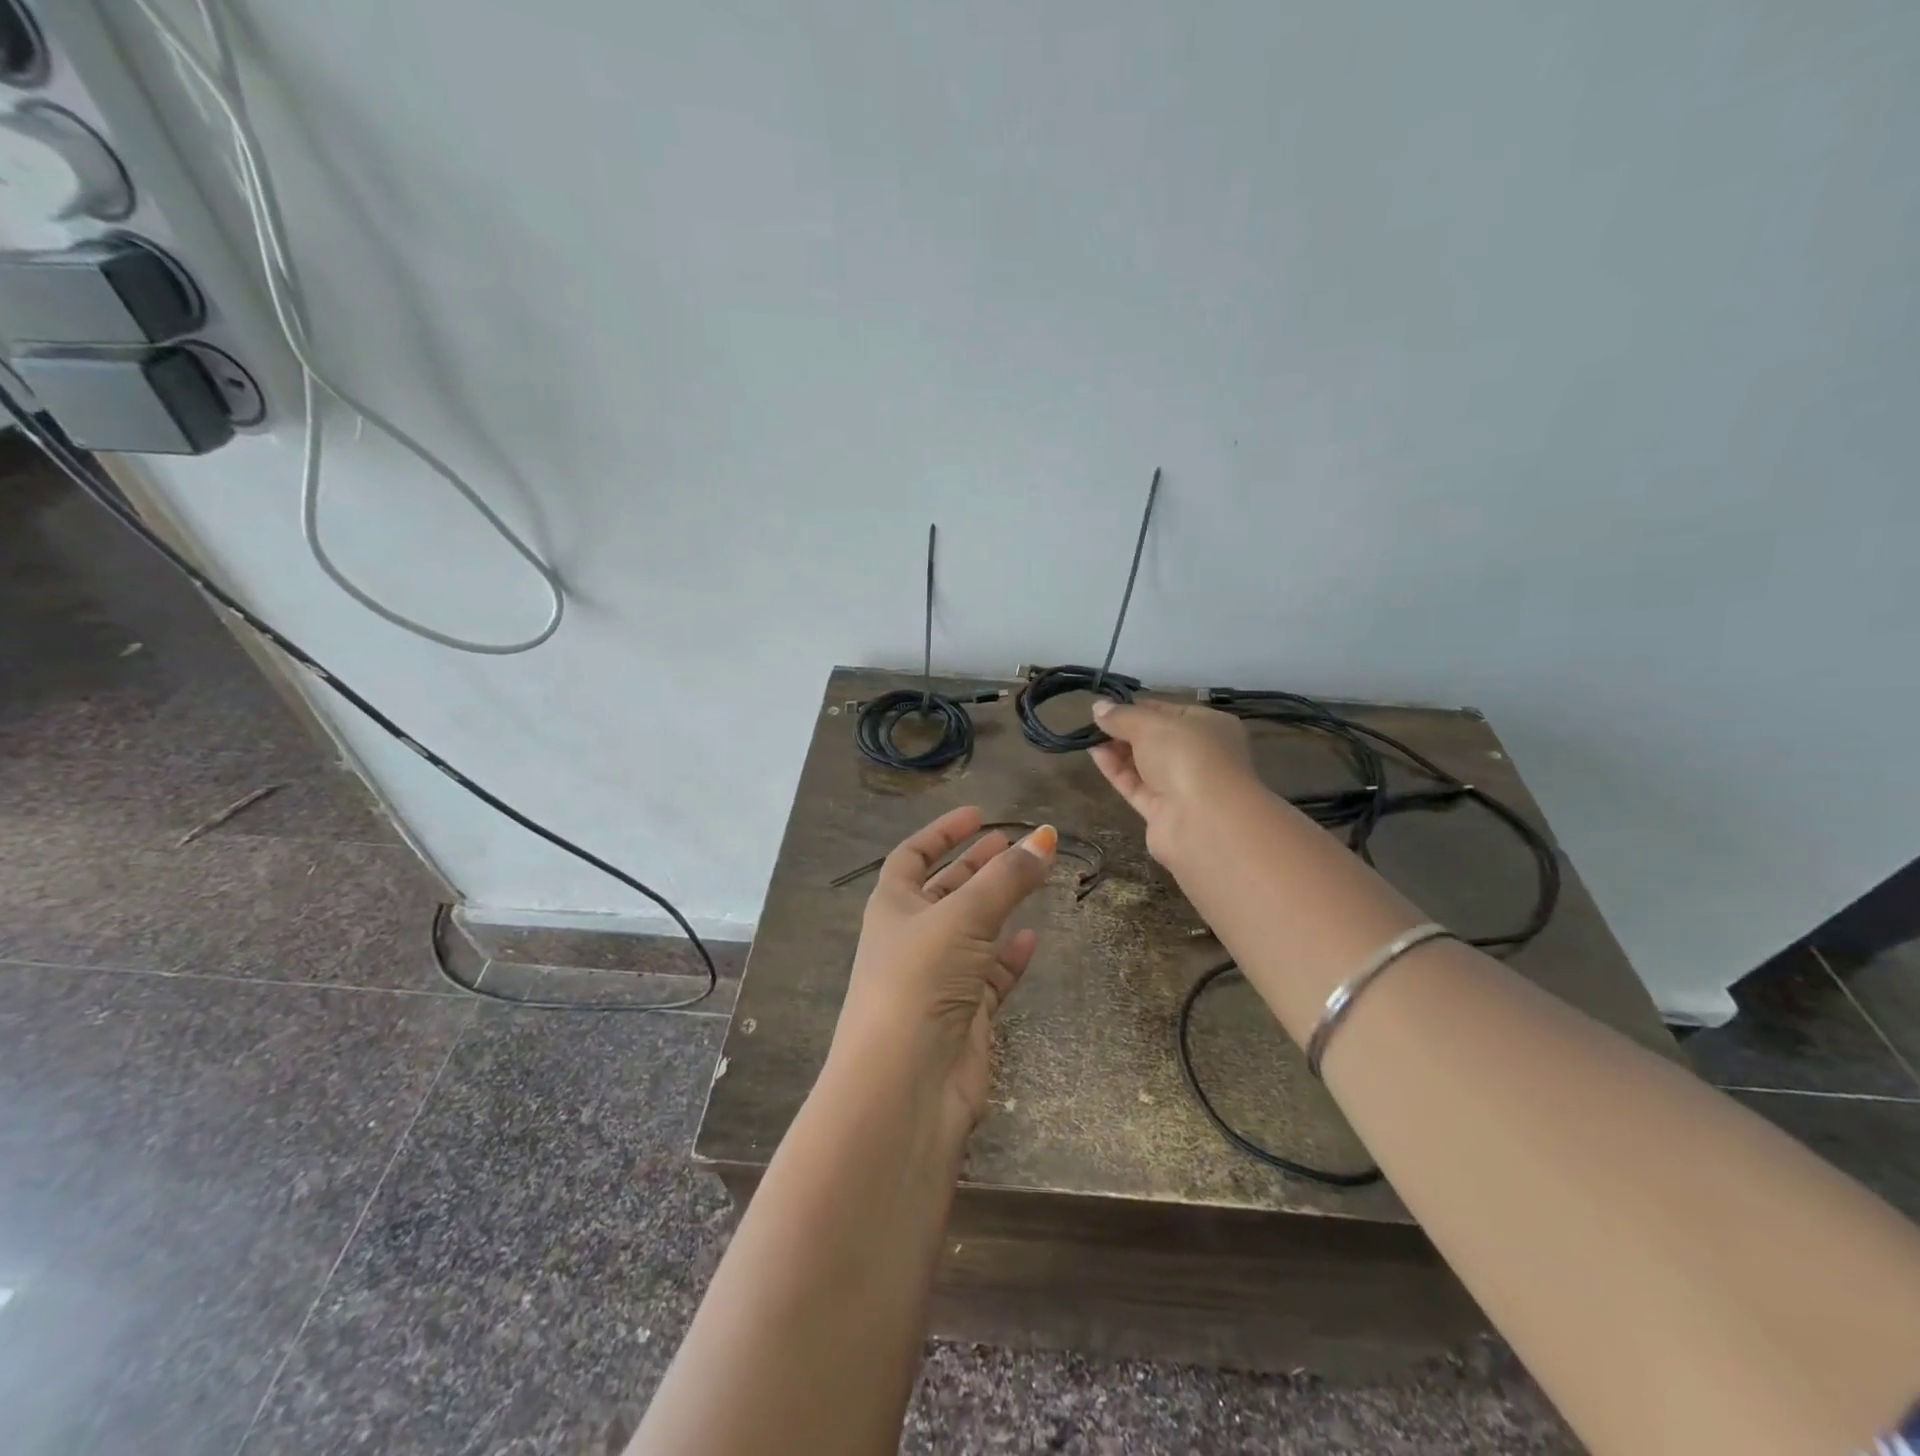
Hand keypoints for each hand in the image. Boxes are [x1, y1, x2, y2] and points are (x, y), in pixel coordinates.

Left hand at [829, 806, 1057, 1133]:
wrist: (907, 1085)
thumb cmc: (919, 980)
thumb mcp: (962, 917)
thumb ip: (1007, 878)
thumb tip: (1045, 836)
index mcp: (892, 907)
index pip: (913, 856)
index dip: (942, 832)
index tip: (978, 815)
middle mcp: (912, 938)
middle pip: (946, 889)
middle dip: (976, 864)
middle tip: (1012, 843)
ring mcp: (939, 977)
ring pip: (974, 930)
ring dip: (999, 904)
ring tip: (1032, 877)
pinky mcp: (966, 1014)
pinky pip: (992, 974)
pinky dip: (1011, 955)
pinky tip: (1033, 937)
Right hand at [1089, 698, 1259, 865]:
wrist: (1205, 821)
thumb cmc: (1187, 755)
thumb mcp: (1151, 724)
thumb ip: (1122, 716)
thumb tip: (1098, 706)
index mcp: (1210, 726)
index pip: (1170, 711)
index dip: (1138, 707)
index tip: (1108, 706)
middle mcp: (1199, 755)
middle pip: (1156, 739)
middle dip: (1125, 730)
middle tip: (1094, 723)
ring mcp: (1182, 786)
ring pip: (1145, 764)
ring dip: (1118, 750)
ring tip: (1089, 738)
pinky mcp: (1163, 812)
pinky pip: (1137, 786)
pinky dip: (1117, 771)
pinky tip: (1096, 755)